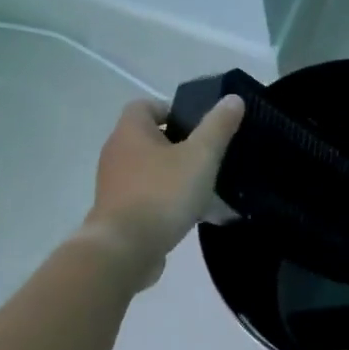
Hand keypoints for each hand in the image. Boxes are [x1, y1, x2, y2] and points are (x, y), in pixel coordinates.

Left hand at [80, 96, 244, 284]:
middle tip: (210, 157)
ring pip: (153, 172)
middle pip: (152, 139)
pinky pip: (150, 199)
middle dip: (182, 147)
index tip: (199, 126)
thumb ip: (217, 126)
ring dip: (179, 177)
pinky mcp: (120, 214)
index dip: (173, 110)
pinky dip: (170, 203)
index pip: (146, 106)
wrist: (124, 251)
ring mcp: (115, 186)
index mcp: (130, 132)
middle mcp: (117, 154)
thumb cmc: (162, 194)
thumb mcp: (200, 156)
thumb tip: (232, 98)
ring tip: (210, 190)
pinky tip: (197, 217)